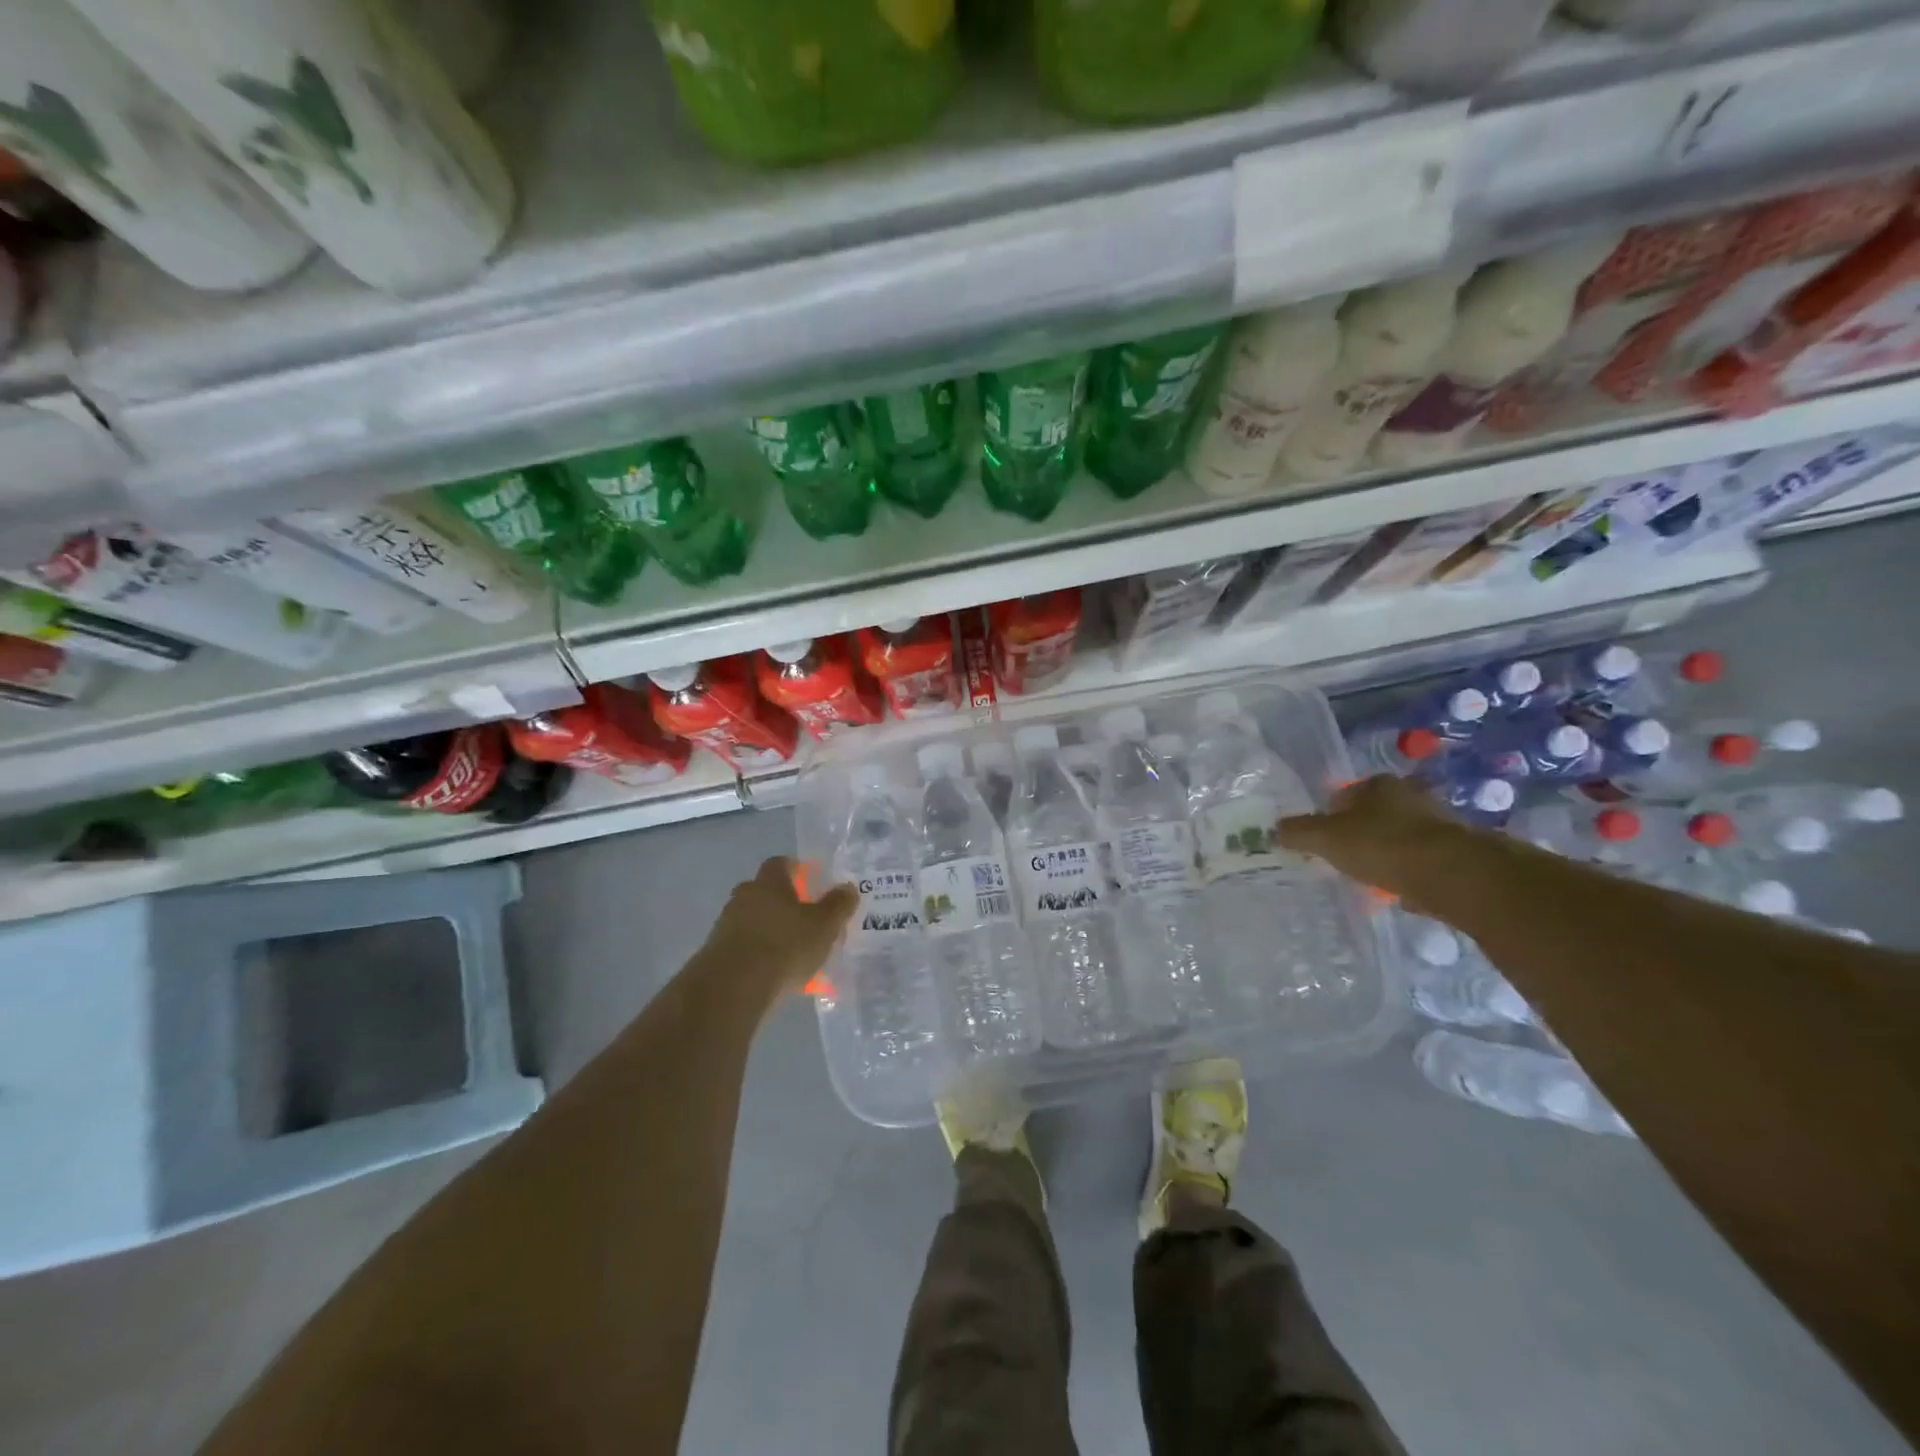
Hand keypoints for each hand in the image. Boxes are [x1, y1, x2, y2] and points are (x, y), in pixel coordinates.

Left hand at [699, 856, 858, 1001]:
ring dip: (769, 930)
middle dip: (782, 902)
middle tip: (804, 918)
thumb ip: (838, 905)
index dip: (795, 869)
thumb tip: (847, 887)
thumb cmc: (786, 946)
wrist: (733, 987)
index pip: (780, 863)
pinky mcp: (716, 954)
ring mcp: (726, 925)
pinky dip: (758, 954)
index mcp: (769, 882)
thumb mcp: (824, 925)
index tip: (808, 880)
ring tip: (792, 952)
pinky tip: (774, 974)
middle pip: (764, 891)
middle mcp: (744, 896)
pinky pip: (743, 946)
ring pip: (752, 920)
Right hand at [1276, 774, 1459, 901]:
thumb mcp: (1326, 839)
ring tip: (1370, 877)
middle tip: (1343, 857)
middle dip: (1360, 833)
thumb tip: (1275, 829)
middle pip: (1376, 814)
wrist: (1454, 875)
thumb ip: (1299, 833)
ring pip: (1400, 837)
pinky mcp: (1459, 853)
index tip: (1322, 838)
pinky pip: (1422, 861)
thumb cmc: (1382, 845)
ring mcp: (1439, 824)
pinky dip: (1410, 872)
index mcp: (1379, 784)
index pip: (1346, 793)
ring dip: (1387, 853)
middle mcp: (1411, 795)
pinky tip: (1399, 890)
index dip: (1330, 813)